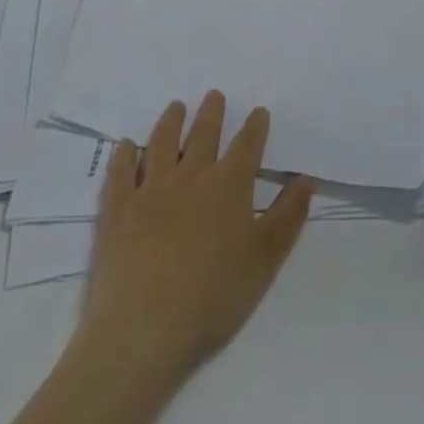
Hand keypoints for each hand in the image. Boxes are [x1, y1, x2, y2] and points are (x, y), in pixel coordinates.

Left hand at [79, 93, 312, 385]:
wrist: (143, 328)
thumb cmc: (214, 296)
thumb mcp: (265, 260)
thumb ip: (287, 217)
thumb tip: (305, 180)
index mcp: (228, 185)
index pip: (247, 146)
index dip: (255, 127)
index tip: (259, 112)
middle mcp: (190, 176)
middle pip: (203, 135)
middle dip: (212, 113)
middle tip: (214, 95)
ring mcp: (150, 189)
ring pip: (162, 143)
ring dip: (171, 121)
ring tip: (176, 106)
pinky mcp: (117, 209)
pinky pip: (121, 172)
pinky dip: (124, 155)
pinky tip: (126, 145)